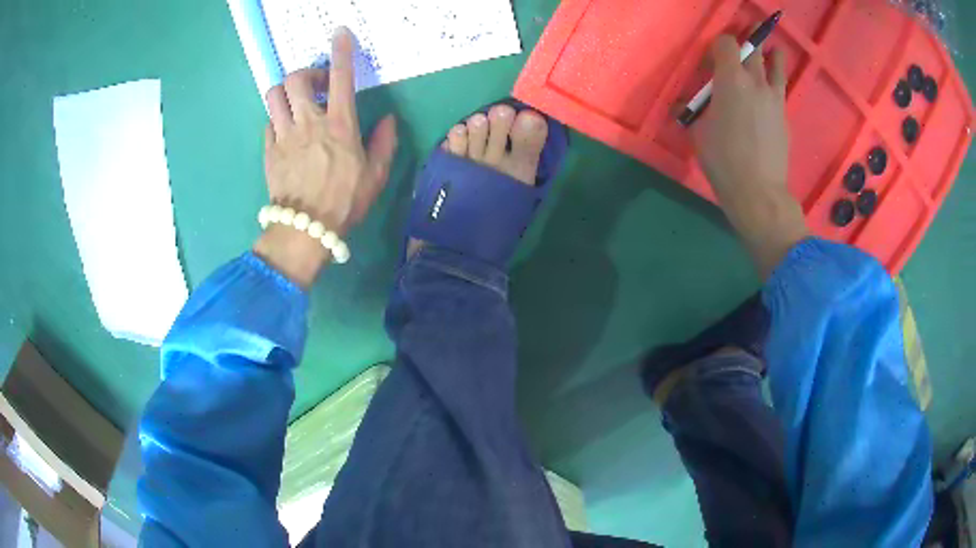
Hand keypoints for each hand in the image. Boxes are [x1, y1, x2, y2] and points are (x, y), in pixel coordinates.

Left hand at [253, 27, 397, 287]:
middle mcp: (309, 122)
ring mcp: (284, 135)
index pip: (340, 77)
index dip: (341, 51)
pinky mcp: (268, 150)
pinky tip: (287, 130)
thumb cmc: (345, 202)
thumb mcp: (376, 175)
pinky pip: (269, 121)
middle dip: (307, 73)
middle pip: (296, 79)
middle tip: (317, 86)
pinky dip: (278, 118)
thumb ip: (384, 143)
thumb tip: (388, 120)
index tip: (340, 34)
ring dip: (286, 91)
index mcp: (340, 125)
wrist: (305, 230)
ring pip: (274, 95)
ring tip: (297, 102)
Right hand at [691, 35, 807, 278]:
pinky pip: (781, 89)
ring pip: (776, 66)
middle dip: (747, 43)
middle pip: (754, 49)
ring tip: (773, 51)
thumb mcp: (698, 134)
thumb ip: (693, 111)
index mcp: (731, 80)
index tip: (712, 60)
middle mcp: (755, 82)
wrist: (759, 192)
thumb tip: (683, 106)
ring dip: (772, 56)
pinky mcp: (785, 115)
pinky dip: (776, 82)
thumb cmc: (724, 161)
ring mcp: (774, 98)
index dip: (718, 45)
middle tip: (742, 47)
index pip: (727, 43)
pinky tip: (771, 89)